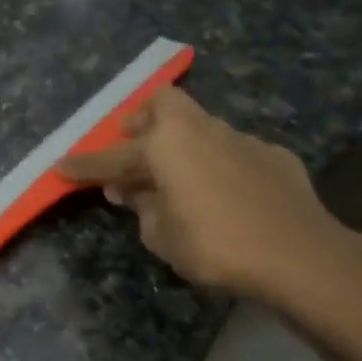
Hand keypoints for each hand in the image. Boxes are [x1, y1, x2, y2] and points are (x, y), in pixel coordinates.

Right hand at [56, 88, 360, 305]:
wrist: (299, 254)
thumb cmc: (216, 245)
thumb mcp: (163, 236)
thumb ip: (142, 207)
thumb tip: (131, 191)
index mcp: (166, 144)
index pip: (112, 157)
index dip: (84, 165)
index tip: (61, 165)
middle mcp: (201, 129)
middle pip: (163, 106)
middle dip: (141, 120)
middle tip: (130, 143)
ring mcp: (242, 138)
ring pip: (200, 126)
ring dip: (181, 143)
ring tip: (175, 175)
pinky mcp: (273, 155)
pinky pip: (232, 150)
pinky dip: (217, 164)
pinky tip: (222, 190)